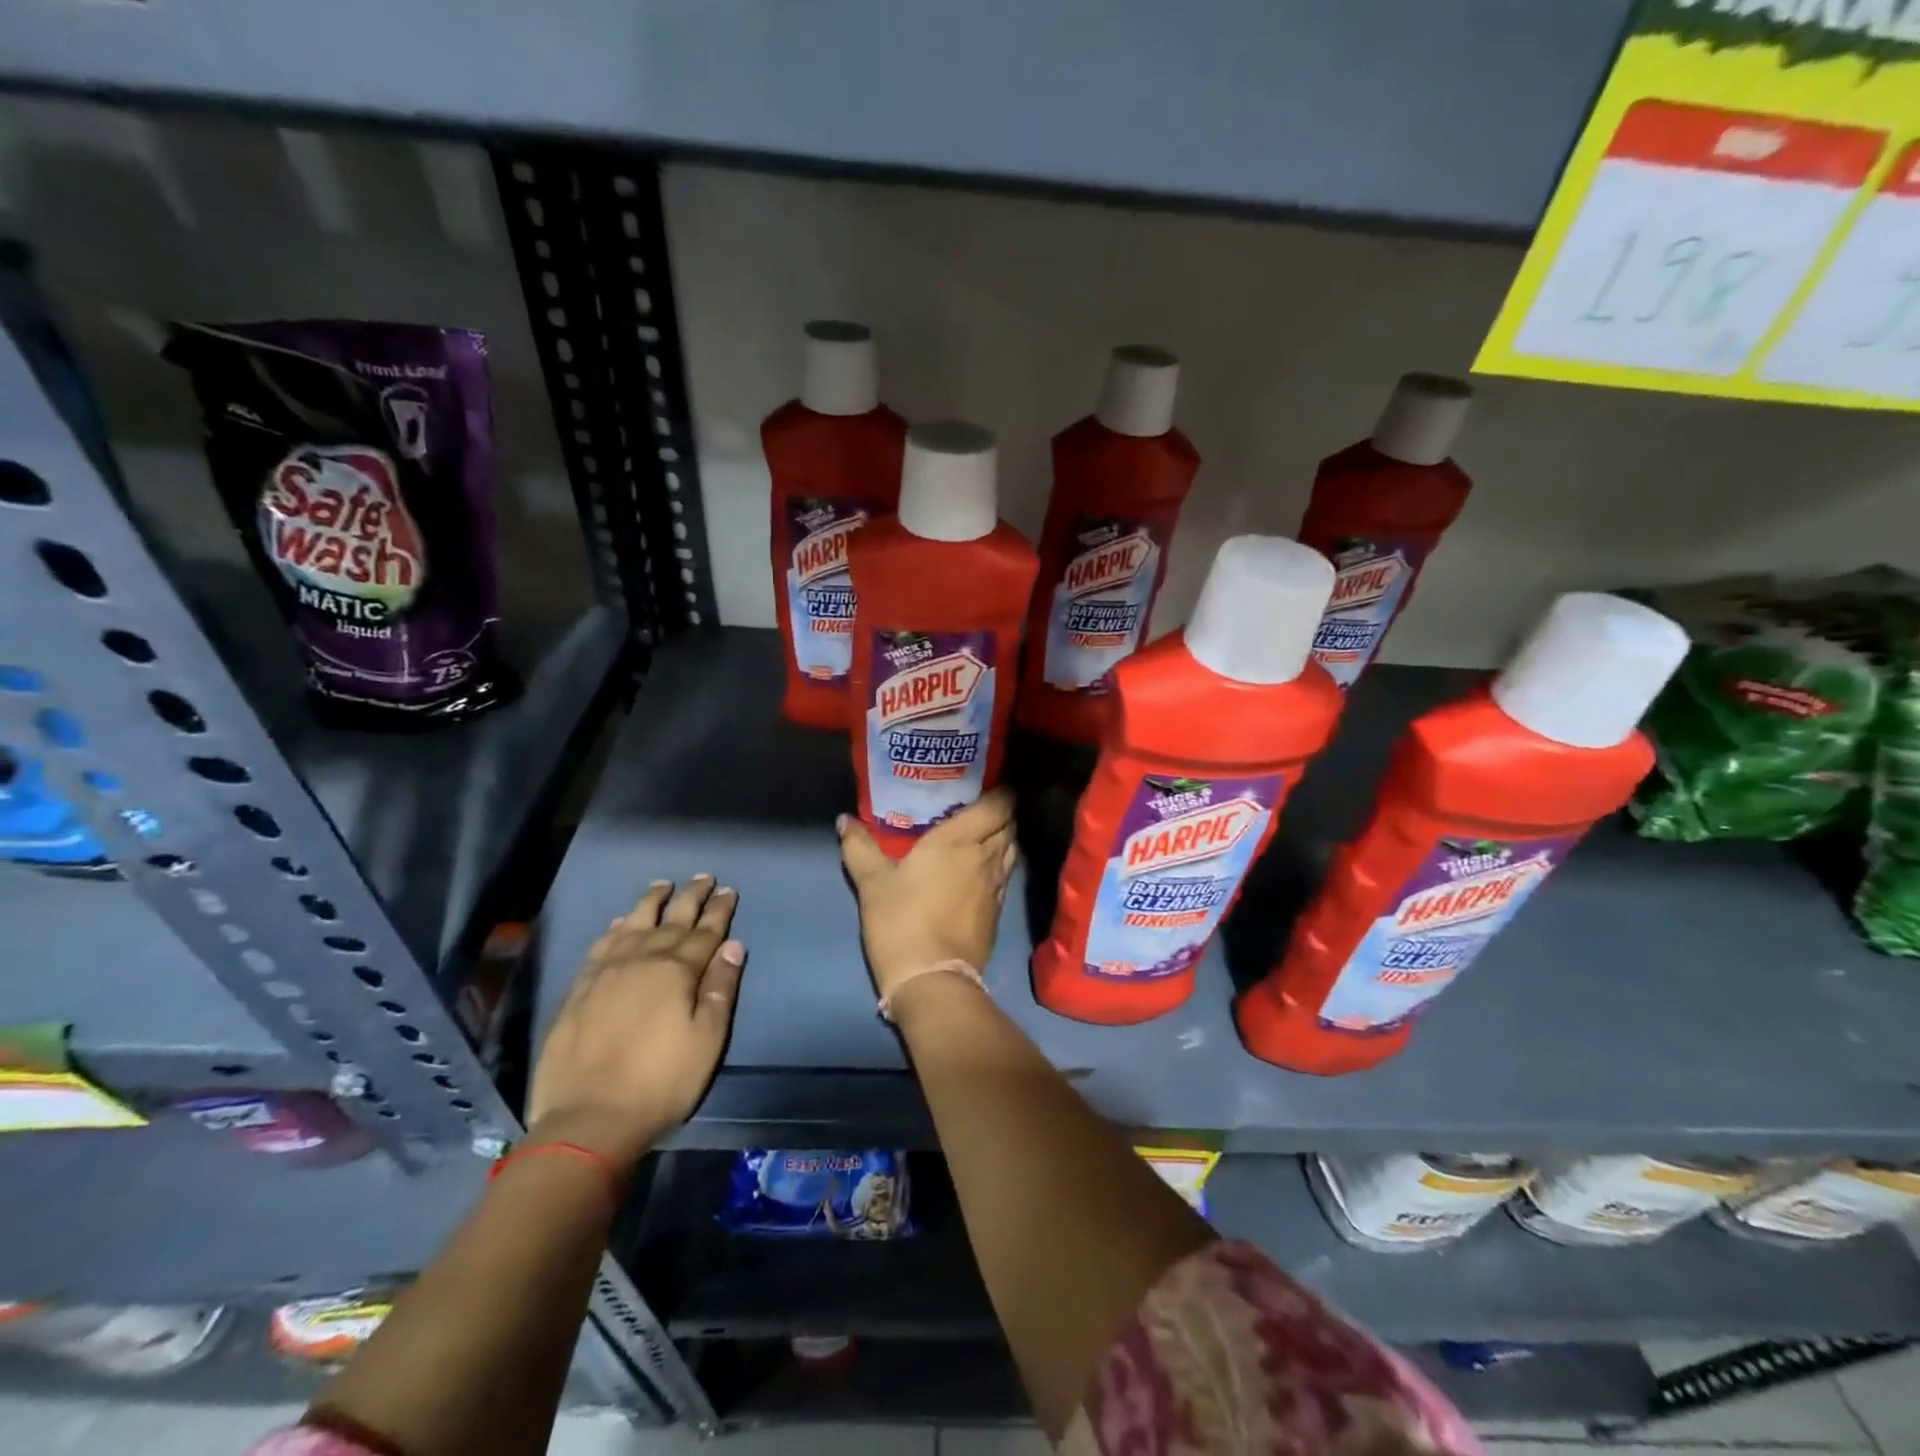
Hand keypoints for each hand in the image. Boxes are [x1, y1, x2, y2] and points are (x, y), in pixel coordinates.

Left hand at [528, 876, 744, 1172]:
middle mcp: (642, 960)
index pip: (706, 932)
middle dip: (690, 897)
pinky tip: (618, 922)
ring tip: (662, 886)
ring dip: (650, 903)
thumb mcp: (706, 1040)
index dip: (720, 910)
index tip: (729, 890)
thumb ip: (720, 989)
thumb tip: (733, 945)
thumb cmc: (660, 1083)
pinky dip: (613, 929)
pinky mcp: (579, 990)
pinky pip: (600, 946)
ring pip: (632, 924)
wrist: (587, 1119)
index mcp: (676, 971)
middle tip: (703, 877)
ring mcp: (606, 973)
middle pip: (671, 920)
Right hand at [838, 788, 1017, 1005]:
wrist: (932, 979)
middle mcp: (986, 857)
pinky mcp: (998, 911)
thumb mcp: (872, 883)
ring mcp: (996, 886)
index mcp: (960, 841)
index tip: (988, 784)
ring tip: (982, 834)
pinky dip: (1000, 864)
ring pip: (1011, 849)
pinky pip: (1006, 875)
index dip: (1001, 792)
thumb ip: (859, 847)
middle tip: (979, 806)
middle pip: (1009, 824)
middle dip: (1001, 812)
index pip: (998, 805)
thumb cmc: (901, 922)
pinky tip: (981, 869)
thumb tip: (844, 820)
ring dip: (1003, 837)